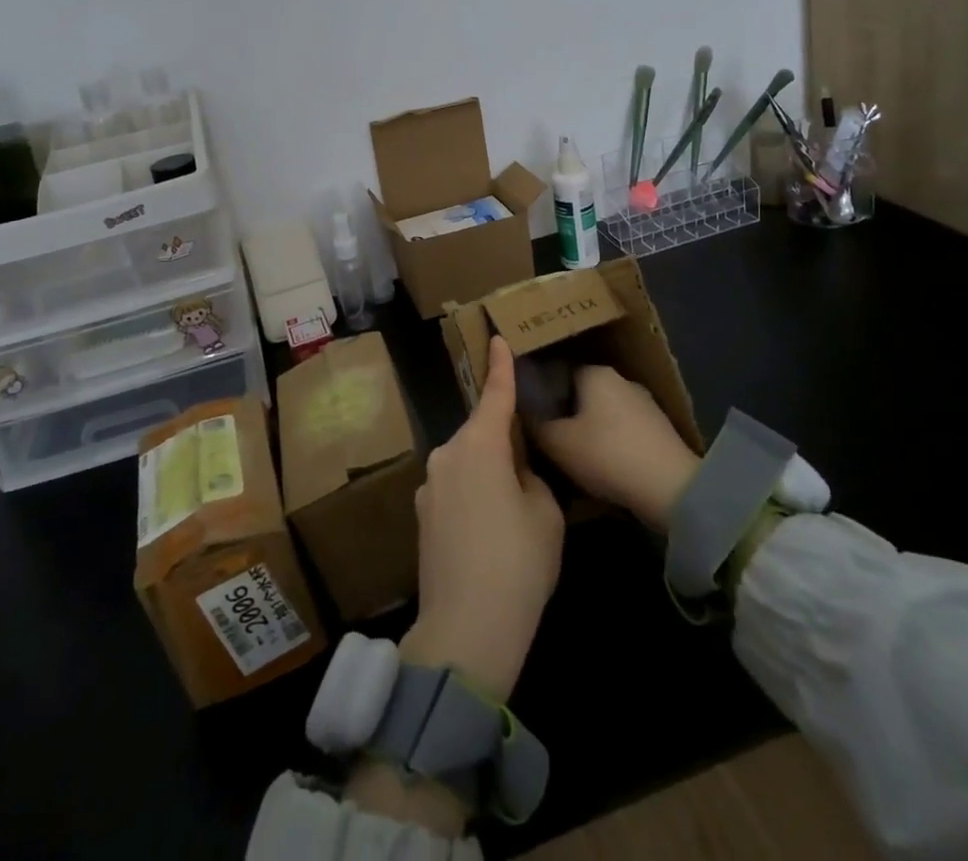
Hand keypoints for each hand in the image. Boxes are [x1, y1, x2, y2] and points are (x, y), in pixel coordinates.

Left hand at [404, 335, 564, 704]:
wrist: (466, 629)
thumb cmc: (517, 563)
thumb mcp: (545, 515)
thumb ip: (532, 479)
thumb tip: (516, 475)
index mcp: (480, 445)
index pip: (495, 395)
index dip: (500, 366)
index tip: (496, 337)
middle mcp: (447, 455)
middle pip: (481, 433)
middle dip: (504, 442)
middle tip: (531, 475)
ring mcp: (429, 485)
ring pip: (467, 463)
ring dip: (488, 473)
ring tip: (512, 515)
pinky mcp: (422, 515)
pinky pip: (455, 489)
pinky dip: (473, 497)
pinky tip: (488, 535)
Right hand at [534, 365, 699, 531]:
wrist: (672, 489)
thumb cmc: (607, 455)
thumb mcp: (557, 443)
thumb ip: (535, 424)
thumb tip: (520, 410)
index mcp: (594, 372)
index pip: (557, 372)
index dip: (540, 393)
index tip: (528, 414)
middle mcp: (620, 379)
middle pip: (580, 393)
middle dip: (564, 412)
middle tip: (546, 437)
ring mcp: (644, 403)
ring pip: (602, 412)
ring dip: (588, 429)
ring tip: (570, 455)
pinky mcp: (659, 430)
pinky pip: (622, 430)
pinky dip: (609, 443)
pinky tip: (600, 465)